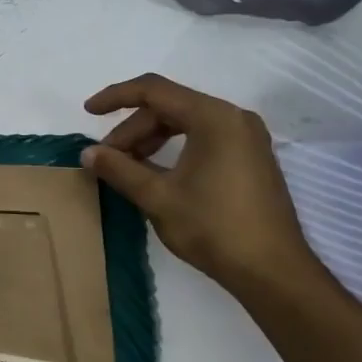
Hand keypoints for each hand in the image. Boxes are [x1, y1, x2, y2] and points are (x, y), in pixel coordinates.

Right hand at [82, 73, 318, 294]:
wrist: (273, 271)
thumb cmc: (214, 228)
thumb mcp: (158, 197)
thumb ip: (119, 169)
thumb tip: (88, 153)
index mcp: (214, 117)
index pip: (154, 90)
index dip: (116, 97)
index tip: (88, 112)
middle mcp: (233, 118)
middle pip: (170, 106)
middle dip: (133, 129)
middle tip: (108, 158)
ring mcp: (246, 138)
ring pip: (186, 123)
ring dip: (152, 140)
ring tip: (127, 167)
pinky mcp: (250, 158)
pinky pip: (204, 138)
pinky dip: (174, 149)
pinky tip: (157, 174)